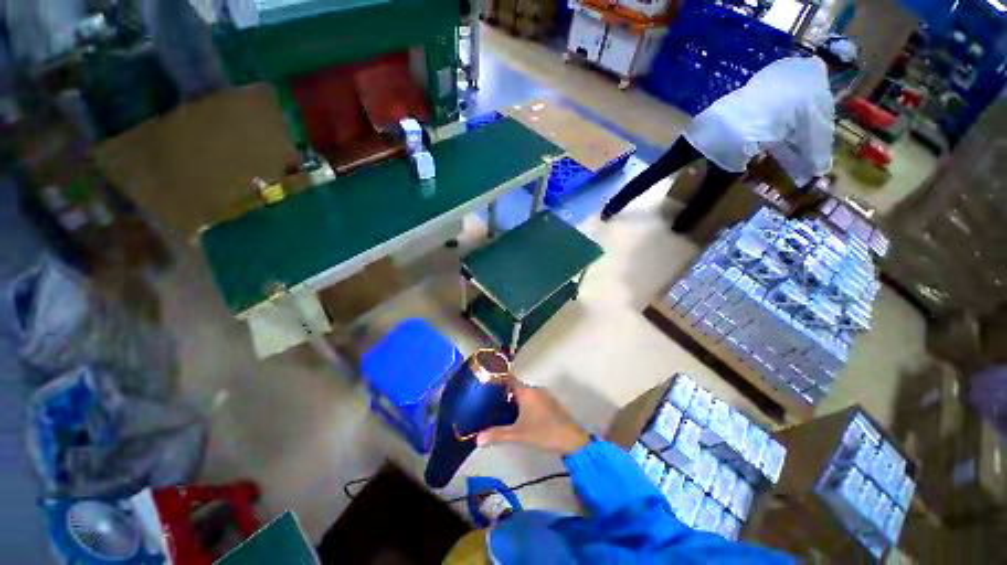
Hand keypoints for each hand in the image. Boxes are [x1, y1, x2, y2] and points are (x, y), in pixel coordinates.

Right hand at [476, 380, 590, 454]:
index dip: (498, 379)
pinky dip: (524, 404)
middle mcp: (535, 389)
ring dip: (514, 400)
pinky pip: (533, 399)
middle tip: (489, 403)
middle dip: (504, 393)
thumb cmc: (544, 433)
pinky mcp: (550, 404)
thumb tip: (476, 439)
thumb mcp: (518, 435)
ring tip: (501, 410)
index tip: (485, 383)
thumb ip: (498, 435)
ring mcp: (544, 396)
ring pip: (525, 394)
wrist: (573, 440)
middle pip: (516, 387)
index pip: (509, 378)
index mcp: (526, 391)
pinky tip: (519, 416)